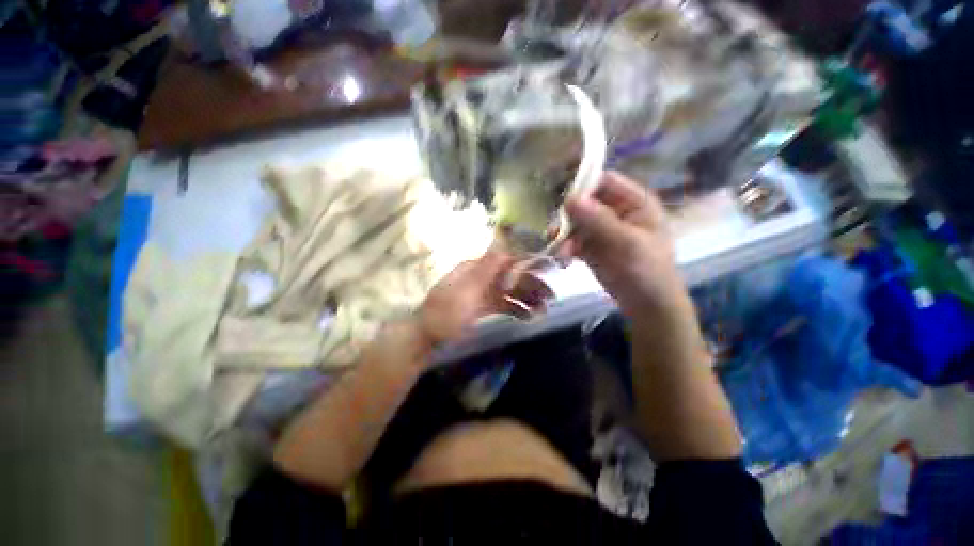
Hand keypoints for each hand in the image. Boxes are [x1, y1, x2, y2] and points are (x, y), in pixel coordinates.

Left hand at [417, 248, 553, 345]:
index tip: (548, 270)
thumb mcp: (465, 291)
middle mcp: (482, 277)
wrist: (426, 337)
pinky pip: (504, 305)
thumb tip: (503, 243)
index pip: (506, 260)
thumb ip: (486, 269)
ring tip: (543, 310)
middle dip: (532, 285)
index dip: (527, 264)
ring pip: (510, 292)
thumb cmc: (445, 313)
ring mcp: (483, 292)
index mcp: (476, 268)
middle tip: (551, 297)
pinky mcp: (483, 307)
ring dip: (527, 299)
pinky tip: (529, 317)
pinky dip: (517, 309)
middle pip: (511, 277)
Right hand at [561, 171, 691, 325]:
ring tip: (560, 253)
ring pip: (575, 223)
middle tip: (555, 232)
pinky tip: (563, 260)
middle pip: (585, 203)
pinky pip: (572, 240)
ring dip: (564, 236)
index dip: (584, 187)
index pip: (605, 182)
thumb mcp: (627, 243)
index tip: (563, 201)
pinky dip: (565, 248)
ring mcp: (601, 230)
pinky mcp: (590, 246)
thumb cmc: (647, 270)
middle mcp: (615, 211)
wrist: (646, 304)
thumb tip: (569, 199)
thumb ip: (599, 220)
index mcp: (634, 202)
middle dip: (568, 217)